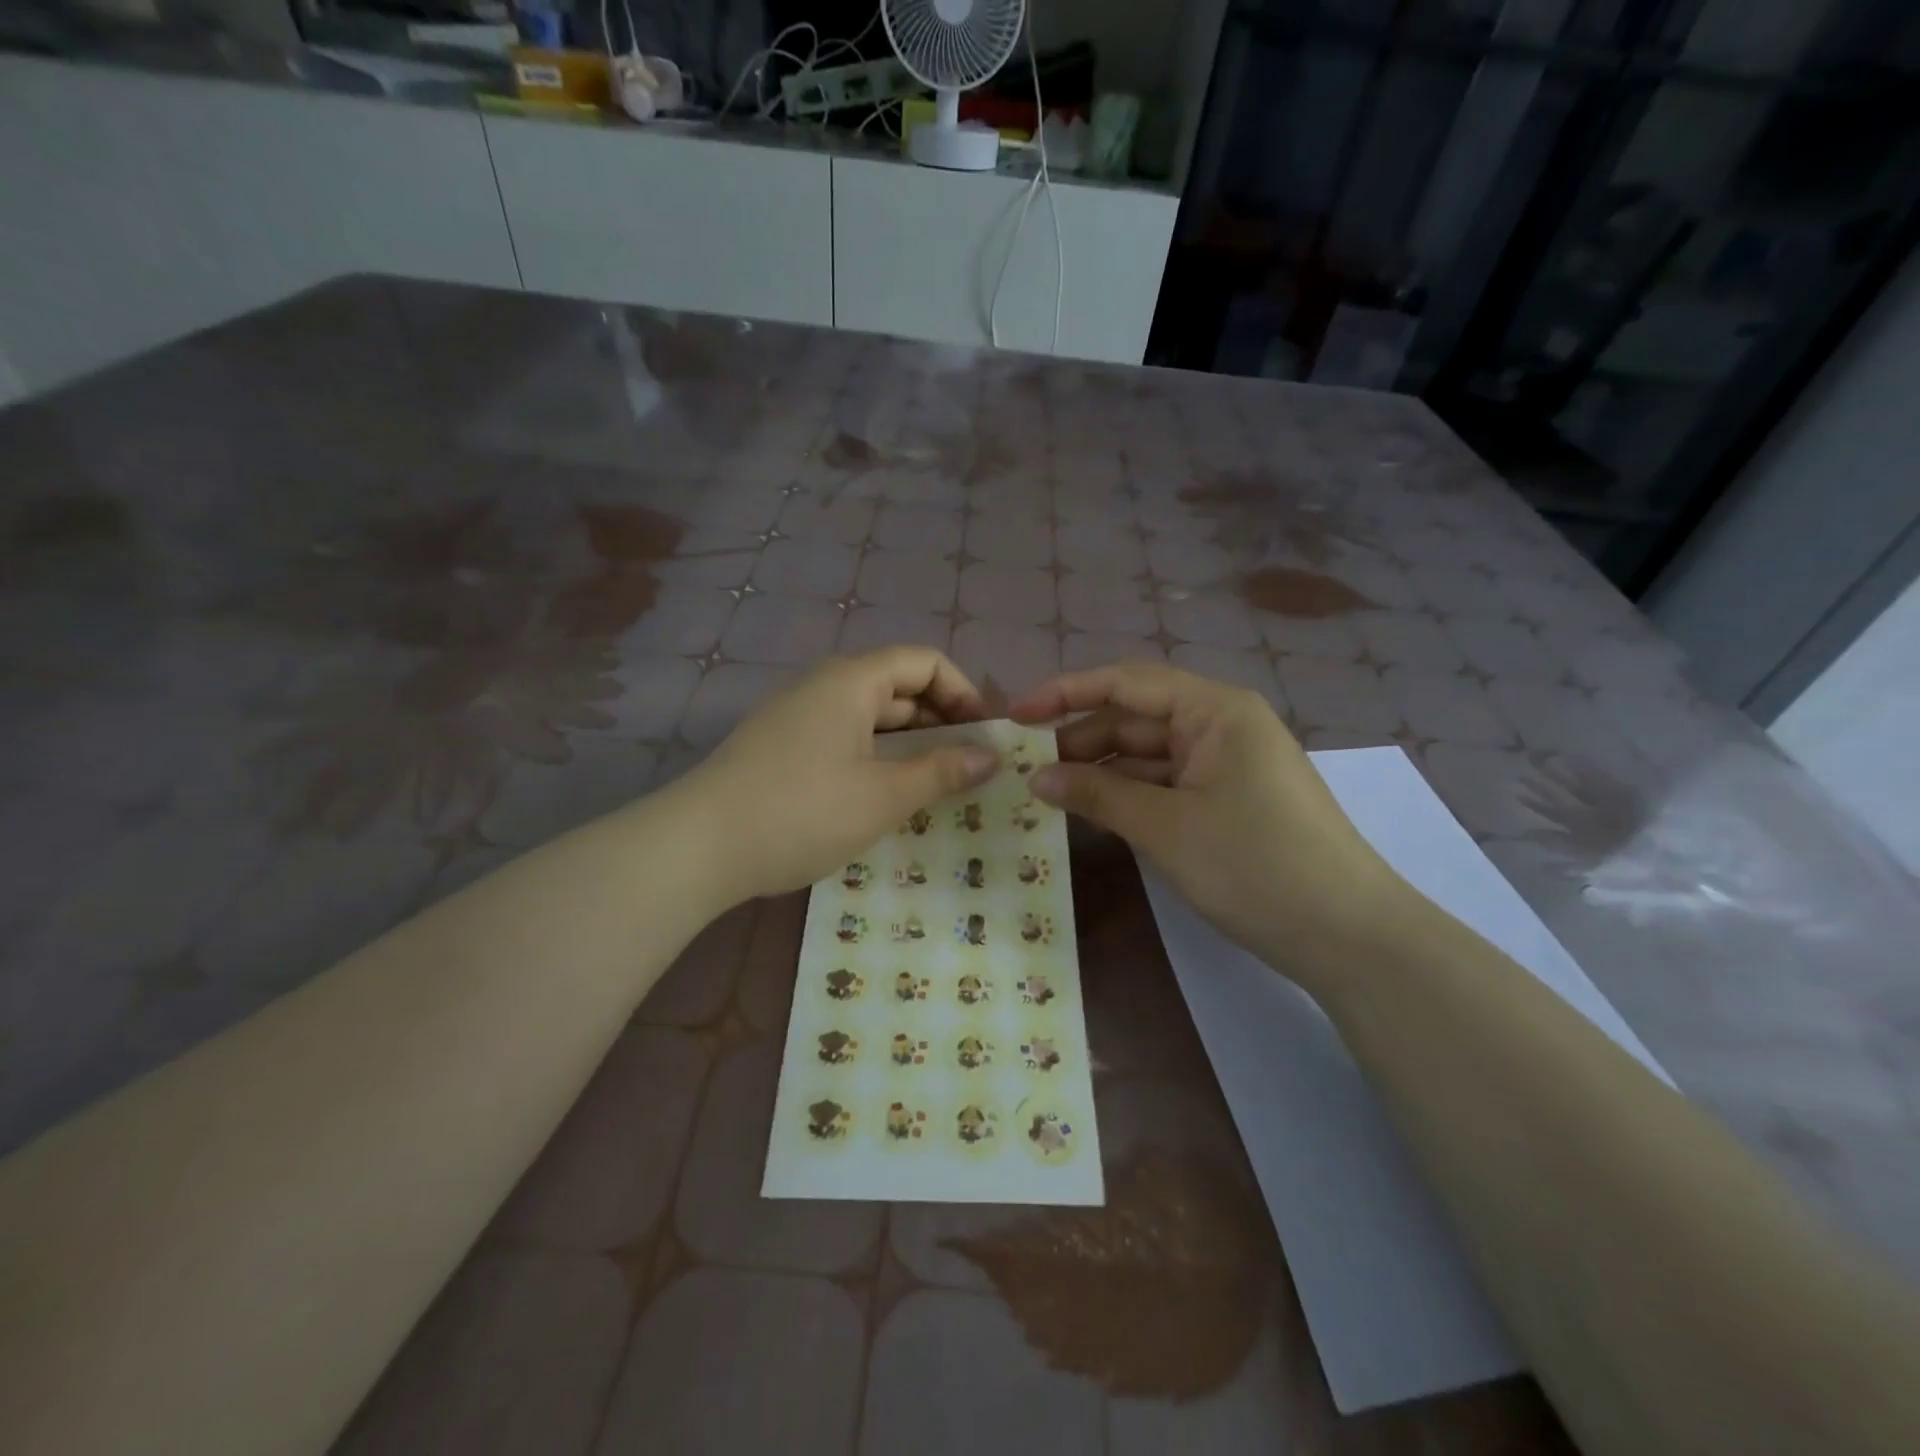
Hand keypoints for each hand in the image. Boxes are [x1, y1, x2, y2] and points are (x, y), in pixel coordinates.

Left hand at [687, 648, 998, 901]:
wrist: (699, 847)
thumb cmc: (803, 812)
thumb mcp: (883, 795)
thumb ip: (941, 772)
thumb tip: (990, 757)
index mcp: (851, 681)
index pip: (924, 662)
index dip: (964, 693)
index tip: (985, 737)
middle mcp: (824, 687)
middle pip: (898, 687)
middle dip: (941, 721)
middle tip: (969, 768)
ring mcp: (798, 718)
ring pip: (870, 718)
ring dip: (909, 744)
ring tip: (935, 786)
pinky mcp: (781, 749)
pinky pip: (844, 739)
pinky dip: (875, 758)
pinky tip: (884, 797)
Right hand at [1011, 663, 1410, 986]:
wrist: (1349, 936)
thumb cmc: (1255, 864)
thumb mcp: (1165, 826)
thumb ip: (1097, 793)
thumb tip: (1035, 777)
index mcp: (1214, 710)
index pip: (1126, 683)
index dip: (1065, 693)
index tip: (1016, 716)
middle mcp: (1221, 725)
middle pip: (1135, 718)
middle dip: (1080, 739)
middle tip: (1024, 769)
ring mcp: (1228, 764)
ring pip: (1149, 754)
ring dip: (1102, 771)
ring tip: (1047, 793)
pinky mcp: (1230, 800)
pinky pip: (1167, 784)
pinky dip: (1130, 795)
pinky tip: (1093, 812)